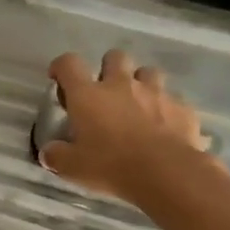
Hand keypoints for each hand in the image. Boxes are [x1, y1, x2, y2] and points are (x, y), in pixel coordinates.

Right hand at [39, 50, 208, 204]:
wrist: (166, 173)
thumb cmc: (111, 166)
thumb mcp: (73, 168)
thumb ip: (57, 156)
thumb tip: (48, 153)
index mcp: (89, 95)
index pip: (69, 64)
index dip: (61, 67)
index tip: (59, 79)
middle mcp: (121, 85)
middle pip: (114, 57)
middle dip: (109, 69)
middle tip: (106, 93)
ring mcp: (155, 93)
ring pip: (148, 72)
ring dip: (142, 84)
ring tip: (139, 106)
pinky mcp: (181, 107)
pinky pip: (173, 100)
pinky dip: (167, 110)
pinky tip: (165, 128)